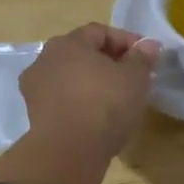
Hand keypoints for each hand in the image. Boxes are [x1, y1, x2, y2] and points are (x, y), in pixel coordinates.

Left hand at [19, 24, 159, 165]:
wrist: (69, 152)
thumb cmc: (105, 104)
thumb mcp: (134, 78)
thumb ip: (142, 58)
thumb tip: (148, 45)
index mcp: (68, 43)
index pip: (100, 32)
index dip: (126, 41)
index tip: (146, 56)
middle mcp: (45, 59)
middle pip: (82, 53)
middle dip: (108, 61)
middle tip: (132, 76)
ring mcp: (35, 88)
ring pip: (71, 77)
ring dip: (93, 82)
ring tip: (117, 98)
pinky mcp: (35, 115)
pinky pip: (64, 99)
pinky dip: (81, 102)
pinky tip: (98, 116)